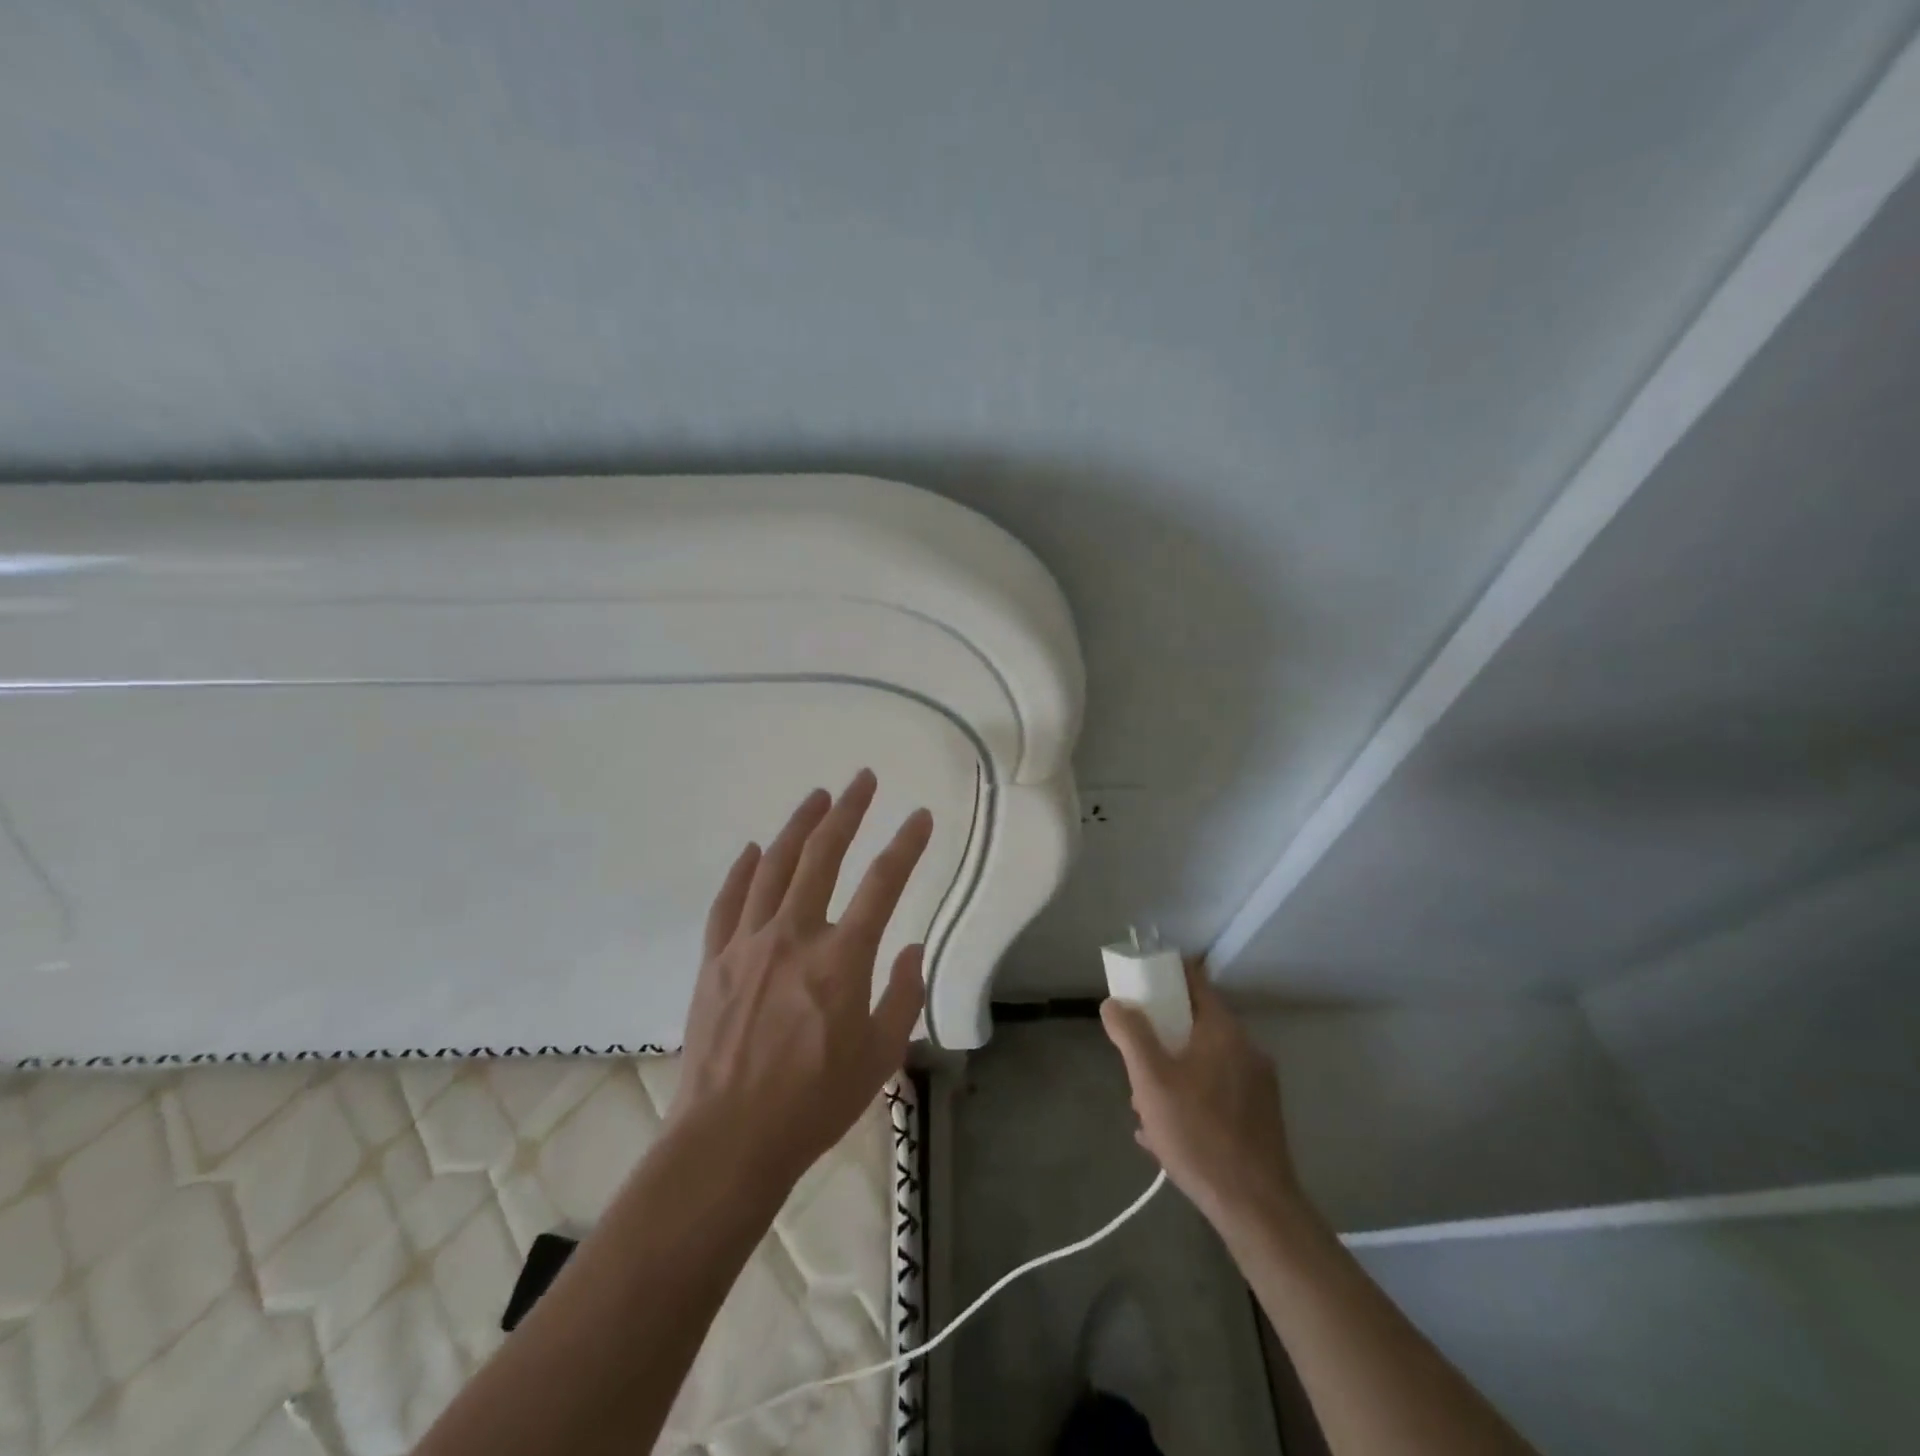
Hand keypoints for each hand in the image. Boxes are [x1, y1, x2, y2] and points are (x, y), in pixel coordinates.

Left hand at [671, 770, 931, 1189]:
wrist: (728, 1141)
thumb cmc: (814, 1104)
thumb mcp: (880, 1057)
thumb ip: (902, 996)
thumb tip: (910, 952)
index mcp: (841, 959)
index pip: (883, 884)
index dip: (906, 845)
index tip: (921, 816)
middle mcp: (793, 937)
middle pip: (823, 856)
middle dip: (847, 811)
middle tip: (862, 779)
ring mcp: (748, 944)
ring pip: (773, 867)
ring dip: (797, 827)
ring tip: (816, 797)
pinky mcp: (714, 961)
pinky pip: (728, 902)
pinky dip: (742, 871)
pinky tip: (752, 849)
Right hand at [1101, 959, 1301, 1232]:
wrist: (1255, 1208)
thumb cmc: (1199, 1134)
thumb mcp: (1151, 1081)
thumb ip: (1131, 1035)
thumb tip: (1114, 1003)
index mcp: (1224, 1032)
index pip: (1194, 982)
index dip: (1164, 978)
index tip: (1138, 988)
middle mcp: (1246, 1050)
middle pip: (1195, 1026)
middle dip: (1161, 1039)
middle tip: (1135, 1064)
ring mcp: (1257, 1086)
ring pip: (1204, 1064)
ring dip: (1172, 1075)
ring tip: (1145, 1107)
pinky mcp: (1259, 1118)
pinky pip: (1216, 1094)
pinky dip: (1190, 1100)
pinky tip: (1165, 1134)